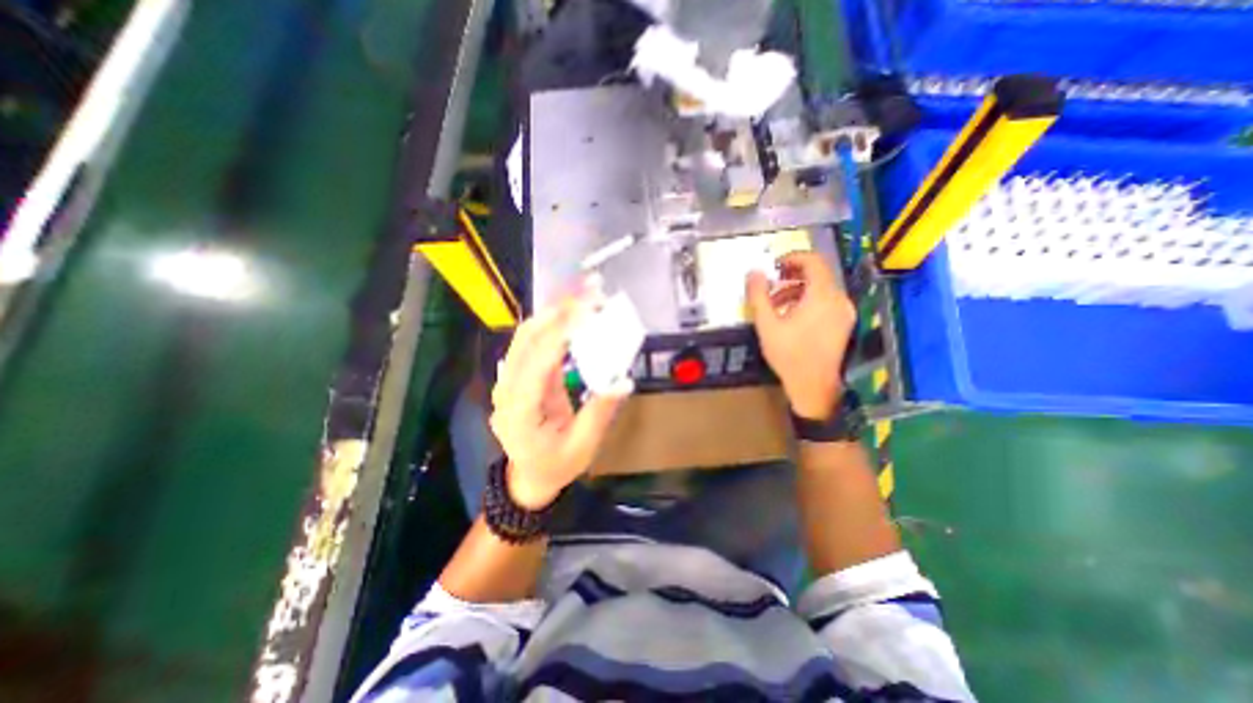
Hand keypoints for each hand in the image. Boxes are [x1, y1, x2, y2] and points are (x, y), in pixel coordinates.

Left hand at [485, 299, 630, 508]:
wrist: (529, 475)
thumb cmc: (555, 465)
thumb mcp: (582, 446)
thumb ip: (600, 412)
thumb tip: (623, 380)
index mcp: (519, 410)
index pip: (537, 362)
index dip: (561, 332)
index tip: (588, 311)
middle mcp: (507, 389)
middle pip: (527, 338)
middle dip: (558, 310)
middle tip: (590, 293)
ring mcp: (509, 380)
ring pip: (527, 334)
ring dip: (555, 311)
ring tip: (584, 295)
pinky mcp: (519, 375)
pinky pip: (533, 342)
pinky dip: (553, 323)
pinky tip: (572, 313)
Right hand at [746, 249, 857, 420]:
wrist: (815, 388)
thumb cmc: (789, 355)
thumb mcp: (767, 325)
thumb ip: (758, 295)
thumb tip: (754, 272)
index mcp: (822, 295)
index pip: (813, 261)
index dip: (792, 257)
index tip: (774, 266)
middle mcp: (838, 299)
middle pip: (817, 274)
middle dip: (791, 276)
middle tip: (771, 285)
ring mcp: (844, 312)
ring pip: (821, 289)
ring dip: (797, 289)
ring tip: (775, 303)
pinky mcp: (844, 324)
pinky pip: (826, 302)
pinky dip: (808, 301)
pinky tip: (791, 316)